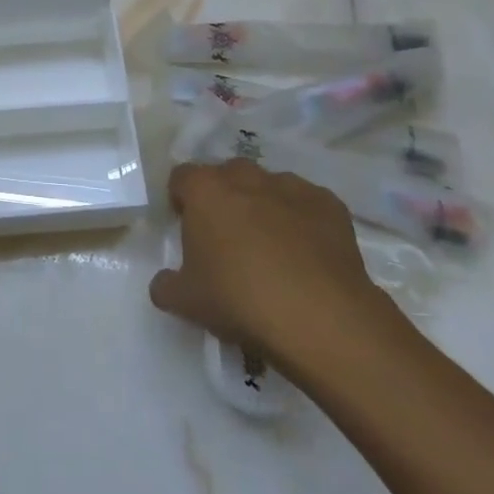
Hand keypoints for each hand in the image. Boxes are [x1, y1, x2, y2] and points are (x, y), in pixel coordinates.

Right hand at [149, 160, 403, 376]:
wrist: (320, 317)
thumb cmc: (239, 300)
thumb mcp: (186, 302)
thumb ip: (166, 285)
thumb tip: (164, 282)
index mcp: (205, 190)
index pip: (182, 177)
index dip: (181, 199)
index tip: (187, 227)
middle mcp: (246, 177)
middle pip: (227, 176)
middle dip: (225, 198)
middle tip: (228, 238)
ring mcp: (291, 186)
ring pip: (269, 187)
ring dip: (264, 206)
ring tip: (272, 248)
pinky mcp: (329, 204)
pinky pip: (307, 205)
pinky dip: (303, 221)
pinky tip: (307, 256)